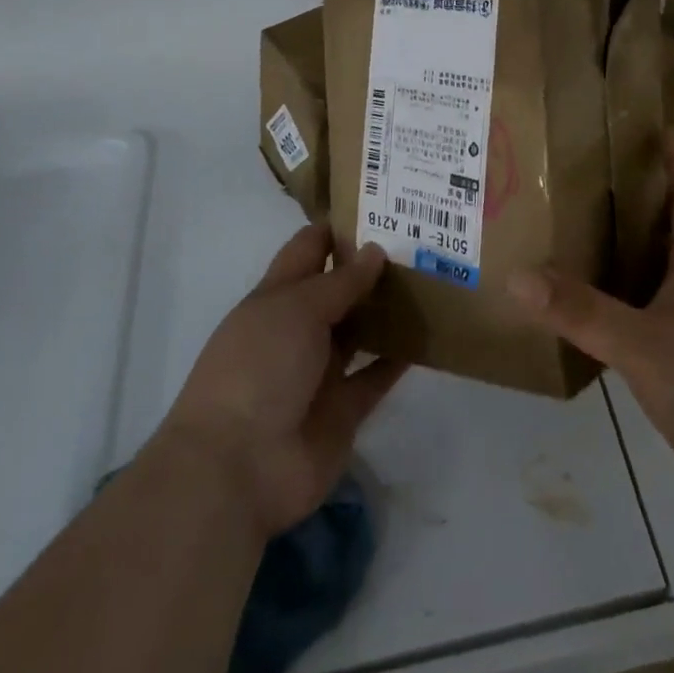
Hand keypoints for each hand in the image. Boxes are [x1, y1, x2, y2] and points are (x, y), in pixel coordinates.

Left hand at [156, 226, 406, 538]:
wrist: (239, 467)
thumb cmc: (259, 368)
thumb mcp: (296, 309)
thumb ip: (341, 281)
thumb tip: (376, 250)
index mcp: (276, 298)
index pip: (308, 249)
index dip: (338, 227)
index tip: (382, 204)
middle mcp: (298, 330)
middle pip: (339, 289)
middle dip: (374, 265)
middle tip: (423, 237)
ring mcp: (321, 372)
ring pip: (361, 330)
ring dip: (390, 309)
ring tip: (434, 277)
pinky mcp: (344, 410)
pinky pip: (376, 376)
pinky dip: (400, 358)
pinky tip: (430, 334)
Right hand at [508, 132, 673, 535]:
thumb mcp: (640, 345)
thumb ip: (580, 311)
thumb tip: (518, 275)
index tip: (661, 129)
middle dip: (653, 196)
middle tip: (606, 174)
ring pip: (672, 268)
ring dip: (642, 243)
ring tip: (593, 227)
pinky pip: (660, 307)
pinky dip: (634, 291)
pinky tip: (603, 302)